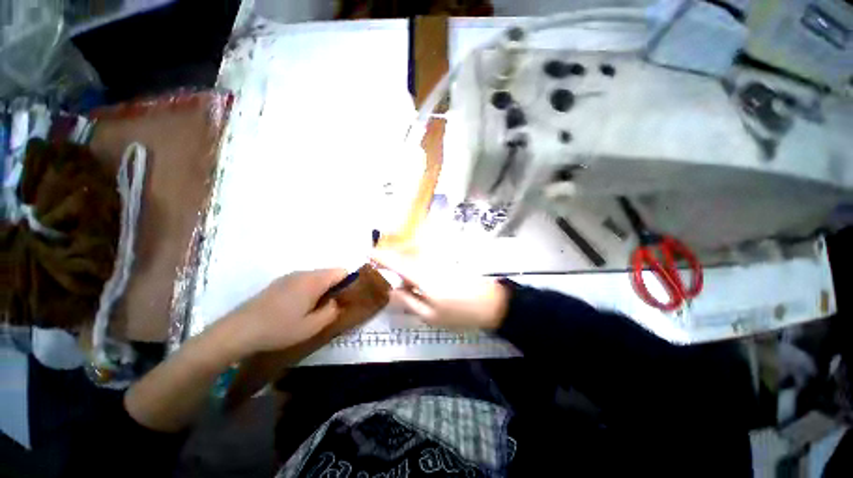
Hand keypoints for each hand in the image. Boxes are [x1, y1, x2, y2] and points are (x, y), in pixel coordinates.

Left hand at [223, 269, 348, 354]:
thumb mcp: (311, 327)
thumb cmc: (279, 329)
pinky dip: (307, 290)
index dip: (348, 283)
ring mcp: (289, 277)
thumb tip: (336, 301)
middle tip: (329, 308)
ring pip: (316, 277)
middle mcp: (303, 273)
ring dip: (321, 290)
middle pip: (329, 273)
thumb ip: (331, 312)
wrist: (238, 330)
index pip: (342, 271)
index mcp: (314, 281)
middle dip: (334, 287)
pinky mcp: (279, 283)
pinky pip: (303, 281)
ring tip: (312, 310)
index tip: (344, 299)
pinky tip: (296, 308)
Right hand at [372, 251, 507, 330]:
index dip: (381, 257)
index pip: (397, 262)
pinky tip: (419, 281)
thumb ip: (408, 302)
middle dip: (393, 262)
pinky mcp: (446, 263)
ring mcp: (439, 261)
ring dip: (405, 265)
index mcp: (422, 276)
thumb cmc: (460, 313)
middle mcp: (429, 263)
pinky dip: (416, 266)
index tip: (367, 252)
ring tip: (406, 283)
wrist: (491, 302)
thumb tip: (392, 290)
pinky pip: (425, 260)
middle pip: (405, 256)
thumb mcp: (430, 316)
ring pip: (415, 258)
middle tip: (388, 274)